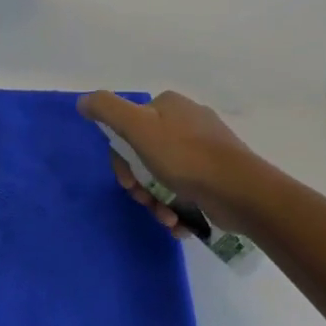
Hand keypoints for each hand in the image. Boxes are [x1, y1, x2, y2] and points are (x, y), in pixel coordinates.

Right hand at [78, 90, 256, 235]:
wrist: (242, 192)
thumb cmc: (185, 158)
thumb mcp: (137, 127)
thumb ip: (107, 110)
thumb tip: (83, 101)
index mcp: (169, 106)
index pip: (129, 129)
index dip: (122, 159)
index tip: (128, 182)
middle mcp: (188, 122)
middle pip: (146, 156)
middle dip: (142, 185)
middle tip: (146, 201)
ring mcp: (207, 149)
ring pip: (165, 176)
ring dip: (159, 202)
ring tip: (168, 218)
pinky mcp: (219, 175)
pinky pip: (187, 190)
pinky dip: (179, 209)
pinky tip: (181, 223)